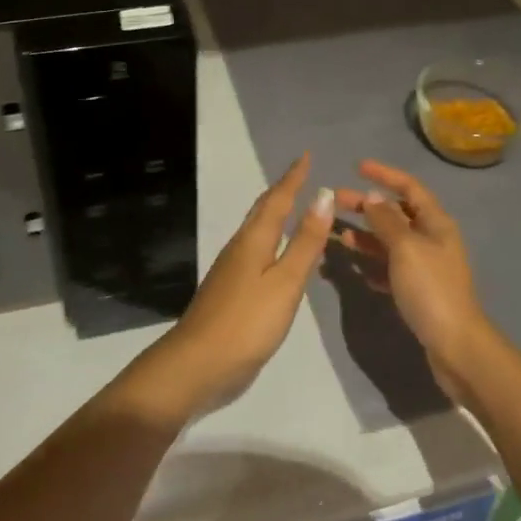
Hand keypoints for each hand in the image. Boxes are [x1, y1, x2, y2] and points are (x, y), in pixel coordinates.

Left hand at [137, 153, 333, 418]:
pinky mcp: (231, 290)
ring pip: (257, 229)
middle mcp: (241, 247)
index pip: (278, 199)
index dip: (293, 177)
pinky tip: (278, 253)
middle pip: (263, 210)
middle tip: (301, 175)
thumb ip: (305, 241)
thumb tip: (323, 194)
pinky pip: (256, 250)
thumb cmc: (247, 322)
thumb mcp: (285, 281)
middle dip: (282, 190)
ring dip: (275, 213)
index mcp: (254, 239)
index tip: (306, 155)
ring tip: (294, 206)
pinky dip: (271, 239)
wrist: (197, 365)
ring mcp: (232, 269)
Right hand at [335, 160, 492, 397]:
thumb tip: (373, 197)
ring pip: (391, 241)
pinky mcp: (418, 291)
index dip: (384, 174)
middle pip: (396, 213)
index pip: (409, 187)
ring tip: (338, 235)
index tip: (357, 167)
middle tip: (336, 201)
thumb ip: (387, 221)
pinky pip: (390, 268)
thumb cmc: (431, 289)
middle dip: (367, 206)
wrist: (456, 346)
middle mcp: (432, 239)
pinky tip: (354, 266)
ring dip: (365, 236)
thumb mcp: (405, 248)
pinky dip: (372, 263)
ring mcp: (426, 266)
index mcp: (436, 223)